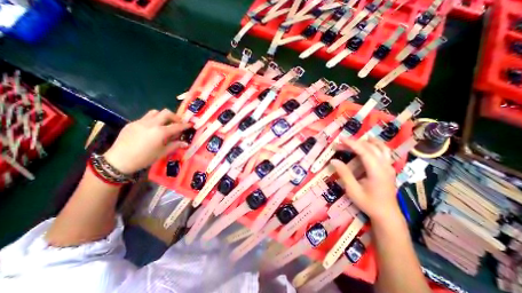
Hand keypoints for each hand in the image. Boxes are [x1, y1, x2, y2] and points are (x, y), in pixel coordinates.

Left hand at [103, 109, 190, 173]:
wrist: (118, 160)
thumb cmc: (144, 158)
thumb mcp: (162, 153)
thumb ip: (175, 145)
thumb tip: (185, 143)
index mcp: (160, 132)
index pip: (177, 126)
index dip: (185, 125)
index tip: (190, 124)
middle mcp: (151, 124)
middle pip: (166, 113)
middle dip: (174, 117)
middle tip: (177, 123)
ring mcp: (140, 122)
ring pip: (155, 112)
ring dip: (163, 116)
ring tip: (164, 124)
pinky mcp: (132, 123)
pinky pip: (145, 118)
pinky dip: (153, 120)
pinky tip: (152, 130)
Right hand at [329, 139, 399, 222]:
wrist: (387, 214)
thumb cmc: (369, 203)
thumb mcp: (353, 190)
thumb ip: (344, 173)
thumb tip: (333, 160)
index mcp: (376, 171)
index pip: (364, 151)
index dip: (351, 143)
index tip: (340, 139)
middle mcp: (385, 166)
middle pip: (370, 147)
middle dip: (354, 143)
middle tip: (340, 144)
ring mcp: (389, 167)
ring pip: (381, 148)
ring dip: (367, 142)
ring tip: (356, 140)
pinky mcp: (389, 169)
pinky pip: (384, 152)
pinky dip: (375, 146)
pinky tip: (369, 147)